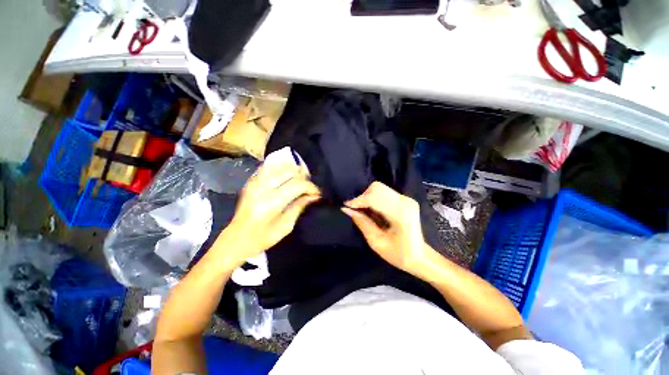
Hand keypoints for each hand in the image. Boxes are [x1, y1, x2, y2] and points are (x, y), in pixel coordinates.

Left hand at [213, 159, 320, 267]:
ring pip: (280, 166)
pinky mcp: (251, 181)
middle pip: (290, 172)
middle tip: (309, 188)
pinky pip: (270, 167)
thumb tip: (314, 196)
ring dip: (294, 172)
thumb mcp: (286, 226)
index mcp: (271, 203)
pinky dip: (282, 169)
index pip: (297, 185)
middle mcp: (262, 188)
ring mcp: (254, 182)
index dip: (311, 187)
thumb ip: (300, 207)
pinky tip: (288, 176)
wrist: (235, 239)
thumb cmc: (262, 238)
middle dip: (304, 178)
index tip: (317, 193)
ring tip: (301, 181)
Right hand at [342, 181, 429, 275]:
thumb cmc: (399, 254)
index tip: (346, 206)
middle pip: (377, 188)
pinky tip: (372, 210)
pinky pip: (385, 192)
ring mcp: (407, 199)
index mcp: (399, 213)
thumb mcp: (376, 242)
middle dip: (363, 197)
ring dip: (368, 197)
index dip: (358, 200)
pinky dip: (375, 198)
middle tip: (356, 210)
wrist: (421, 257)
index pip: (374, 198)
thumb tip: (347, 210)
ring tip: (363, 210)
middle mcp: (404, 201)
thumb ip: (362, 223)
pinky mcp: (406, 200)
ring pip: (380, 188)